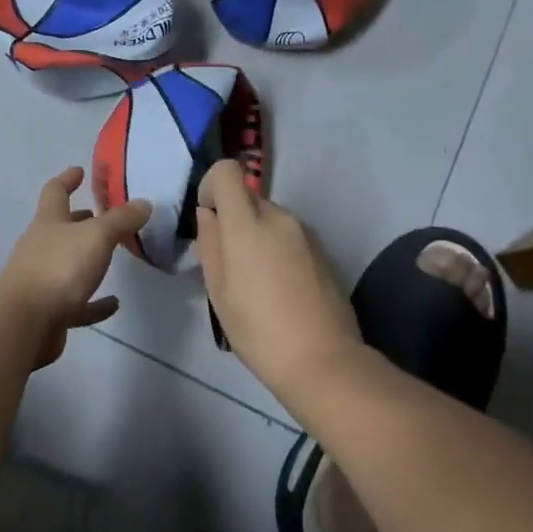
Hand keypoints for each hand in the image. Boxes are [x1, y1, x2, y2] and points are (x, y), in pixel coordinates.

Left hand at [0, 167, 151, 364]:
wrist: (25, 322)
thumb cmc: (59, 267)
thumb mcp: (97, 236)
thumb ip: (121, 220)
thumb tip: (143, 202)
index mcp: (48, 222)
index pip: (55, 191)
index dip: (67, 179)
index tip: (80, 170)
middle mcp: (41, 247)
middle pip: (60, 227)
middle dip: (79, 220)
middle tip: (102, 215)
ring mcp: (42, 280)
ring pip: (67, 264)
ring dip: (87, 259)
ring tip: (113, 256)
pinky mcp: (50, 312)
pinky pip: (77, 303)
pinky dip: (94, 302)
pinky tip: (113, 303)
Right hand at [193, 159, 361, 395]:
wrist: (323, 360)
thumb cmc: (258, 329)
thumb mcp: (218, 290)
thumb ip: (209, 243)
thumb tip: (209, 215)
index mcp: (248, 223)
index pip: (227, 171)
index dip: (211, 186)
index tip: (209, 220)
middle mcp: (279, 217)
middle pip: (248, 197)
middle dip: (234, 219)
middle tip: (229, 263)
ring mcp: (306, 233)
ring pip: (270, 218)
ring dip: (257, 236)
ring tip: (256, 282)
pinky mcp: (323, 251)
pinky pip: (289, 237)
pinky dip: (278, 250)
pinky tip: (280, 290)